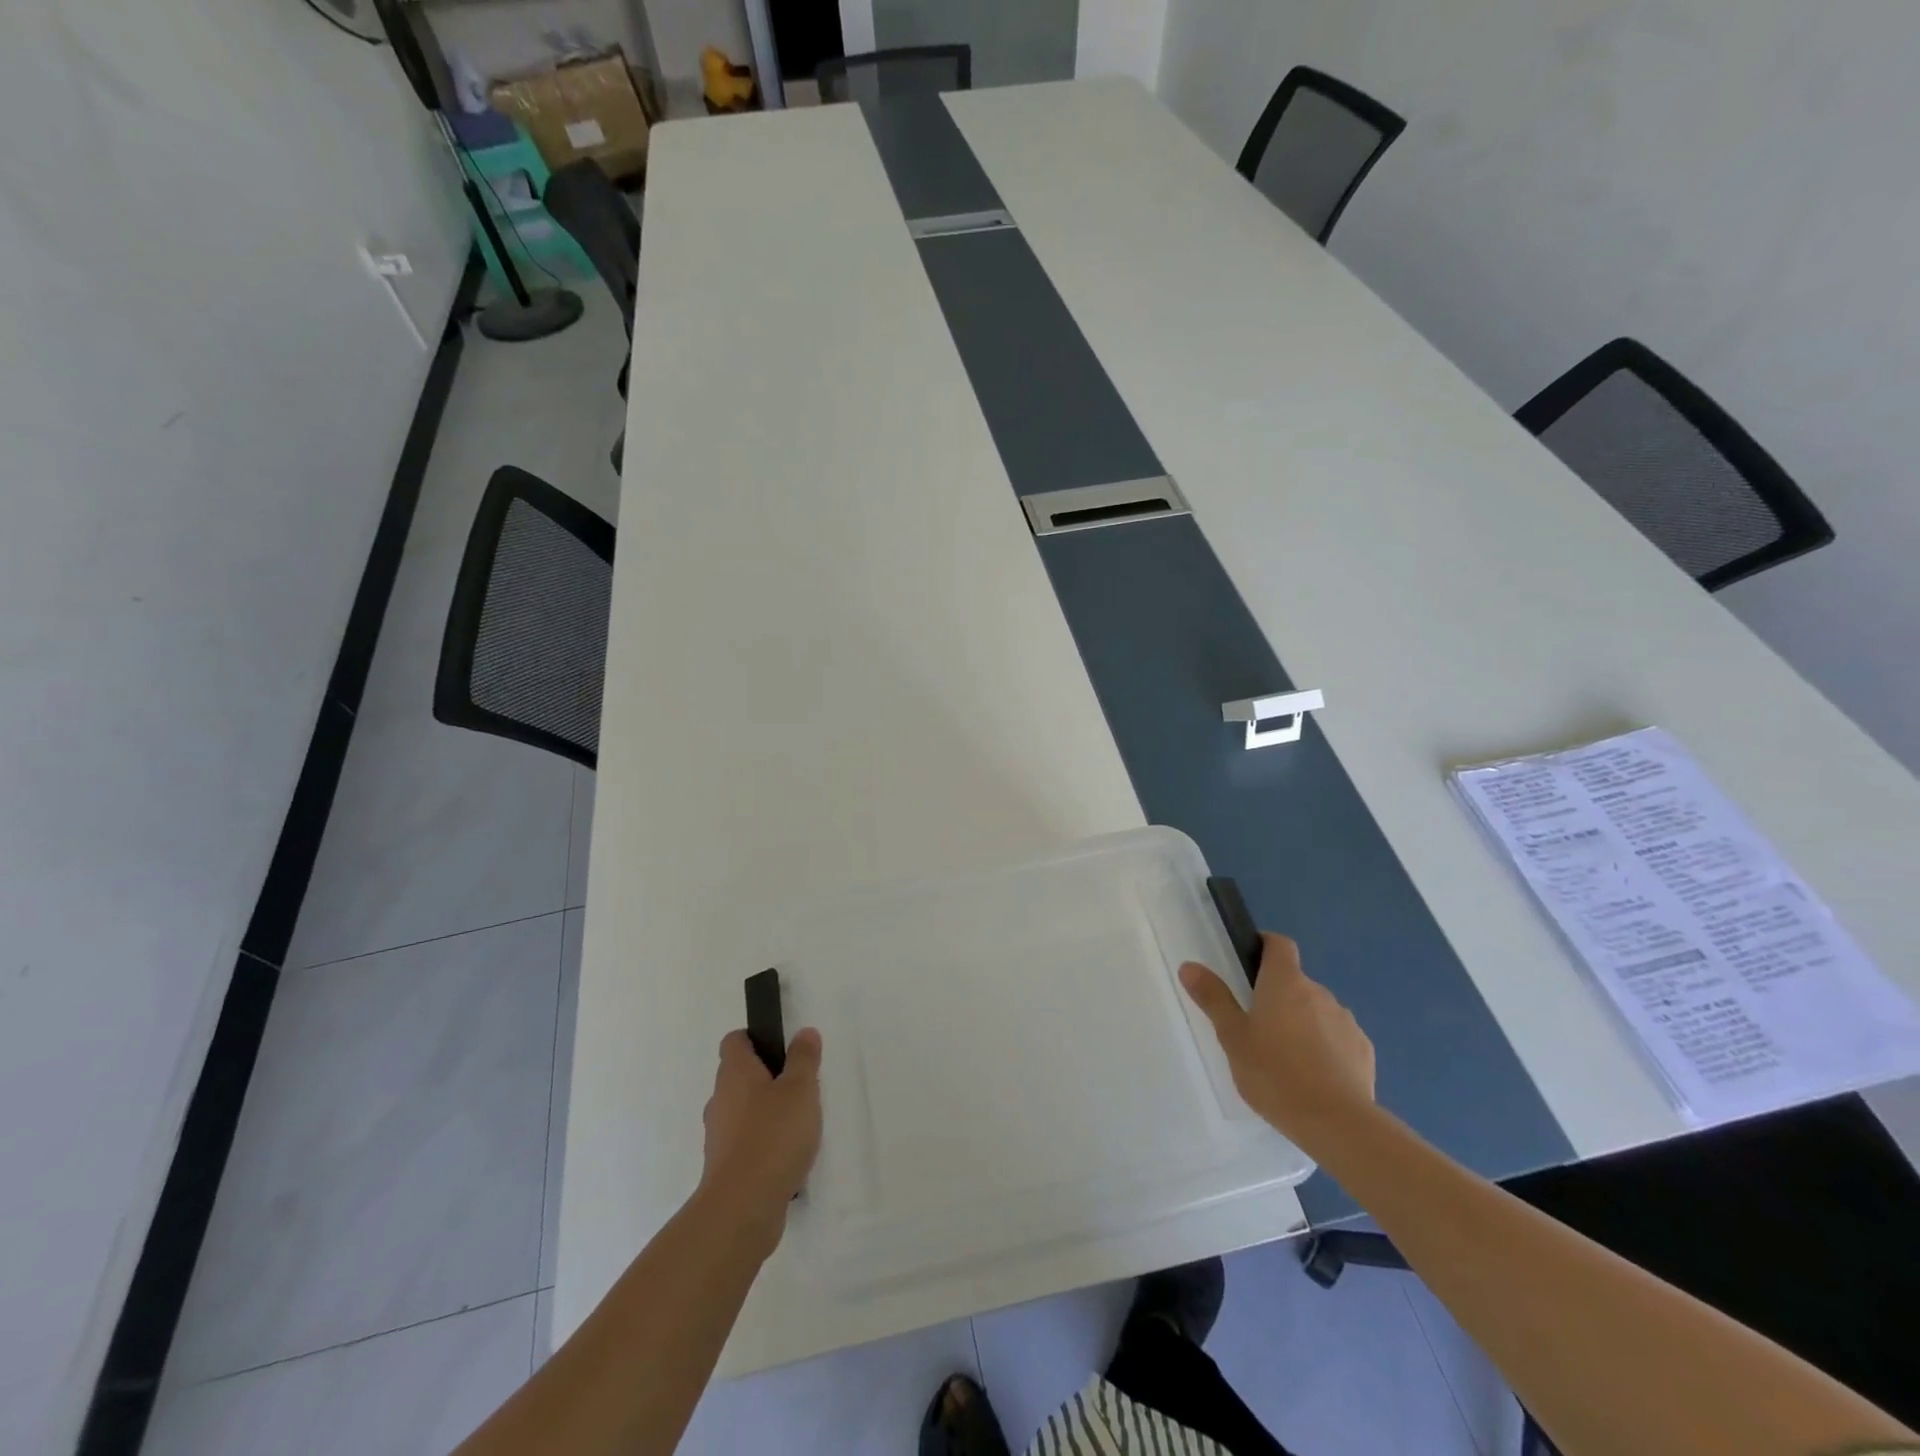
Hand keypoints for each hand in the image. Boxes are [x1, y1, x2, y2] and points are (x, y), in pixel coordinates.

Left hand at [697, 1028, 822, 1250]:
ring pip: (743, 1111)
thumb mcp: (800, 1089)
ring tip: (799, 1123)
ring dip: (767, 1112)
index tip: (782, 1046)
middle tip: (800, 1085)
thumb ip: (804, 1059)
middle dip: (768, 1077)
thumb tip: (803, 1033)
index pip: (735, 1041)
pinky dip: (763, 1143)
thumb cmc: (773, 1136)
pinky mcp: (725, 1167)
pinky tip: (788, 1155)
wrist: (742, 1208)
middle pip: (740, 1076)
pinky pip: (745, 1142)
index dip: (755, 1038)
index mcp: (735, 1073)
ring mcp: (719, 1136)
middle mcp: (721, 1100)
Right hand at [1180, 933, 1374, 1142]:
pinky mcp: (1363, 1050)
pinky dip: (1325, 1047)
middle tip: (1257, 1027)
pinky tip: (1314, 1076)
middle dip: (1279, 996)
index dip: (1265, 946)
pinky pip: (1338, 1037)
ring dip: (1303, 1022)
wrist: (1336, 1123)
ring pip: (1317, 1011)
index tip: (1250, 962)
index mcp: (1284, 982)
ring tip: (1286, 1058)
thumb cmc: (1274, 1073)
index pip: (1279, 944)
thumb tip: (1189, 966)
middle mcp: (1319, 992)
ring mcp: (1346, 1021)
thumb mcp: (1232, 1037)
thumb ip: (1213, 998)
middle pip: (1296, 982)